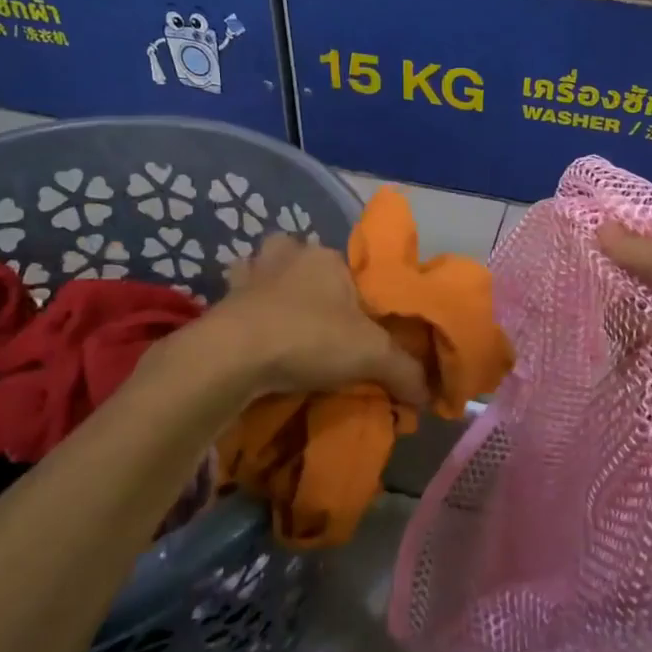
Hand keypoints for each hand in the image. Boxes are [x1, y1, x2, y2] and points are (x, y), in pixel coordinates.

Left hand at [209, 234, 428, 406]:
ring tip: (281, 321)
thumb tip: (431, 395)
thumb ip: (405, 371)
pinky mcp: (220, 300)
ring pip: (263, 271)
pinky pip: (236, 300)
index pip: (348, 266)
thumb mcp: (372, 355)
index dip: (355, 292)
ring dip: (269, 288)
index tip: (358, 322)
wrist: (234, 356)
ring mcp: (250, 275)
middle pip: (302, 259)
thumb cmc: (311, 339)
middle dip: (308, 280)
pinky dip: (242, 311)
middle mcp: (287, 256)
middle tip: (320, 319)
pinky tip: (251, 335)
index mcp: (326, 258)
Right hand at [597, 225, 651, 457]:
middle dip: (621, 307)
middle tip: (595, 312)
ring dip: (628, 347)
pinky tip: (613, 379)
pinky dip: (635, 379)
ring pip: (643, 343)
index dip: (623, 253)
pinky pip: (650, 379)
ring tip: (605, 352)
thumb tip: (600, 225)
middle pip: (645, 302)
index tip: (583, 255)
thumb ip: (639, 250)